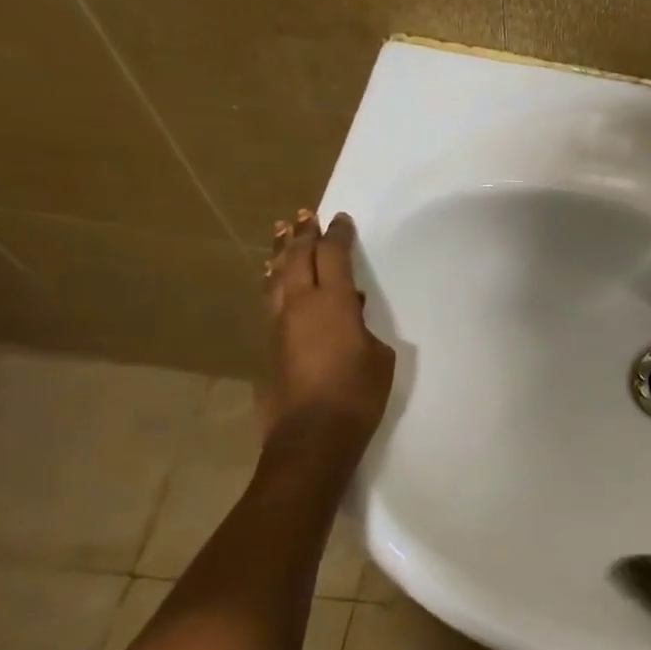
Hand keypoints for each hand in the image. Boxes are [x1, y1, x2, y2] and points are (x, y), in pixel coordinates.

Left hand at [264, 209, 395, 451]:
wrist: (314, 434)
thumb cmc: (358, 393)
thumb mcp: (379, 355)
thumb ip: (363, 327)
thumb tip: (348, 315)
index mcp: (332, 303)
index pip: (333, 256)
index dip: (338, 235)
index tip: (341, 220)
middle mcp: (300, 304)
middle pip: (297, 258)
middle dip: (302, 234)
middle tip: (305, 215)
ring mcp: (280, 323)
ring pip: (277, 276)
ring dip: (280, 252)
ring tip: (280, 232)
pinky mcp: (271, 343)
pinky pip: (271, 298)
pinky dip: (275, 279)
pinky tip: (275, 277)